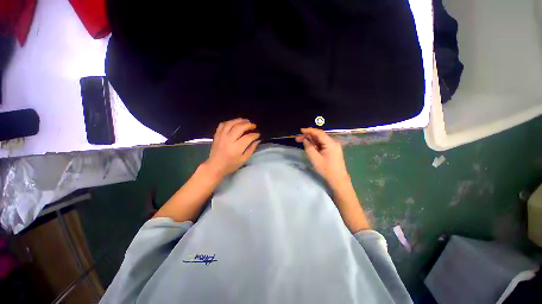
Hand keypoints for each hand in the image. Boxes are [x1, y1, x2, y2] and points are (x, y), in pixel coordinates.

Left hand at [203, 118, 260, 179]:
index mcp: (236, 148)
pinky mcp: (216, 135)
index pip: (248, 137)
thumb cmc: (231, 165)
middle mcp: (228, 140)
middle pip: (239, 127)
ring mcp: (221, 136)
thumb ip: (251, 149)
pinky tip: (234, 123)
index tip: (258, 134)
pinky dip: (229, 122)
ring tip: (246, 121)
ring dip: (239, 120)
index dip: (254, 135)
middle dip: (248, 125)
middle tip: (253, 126)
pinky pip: (222, 124)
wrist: (215, 166)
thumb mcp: (243, 160)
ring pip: (231, 124)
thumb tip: (257, 140)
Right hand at [295, 128, 348, 185]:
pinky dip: (315, 144)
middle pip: (319, 136)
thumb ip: (309, 147)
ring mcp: (333, 146)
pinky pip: (322, 144)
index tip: (300, 130)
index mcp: (330, 143)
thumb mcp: (315, 159)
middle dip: (308, 136)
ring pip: (320, 140)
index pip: (319, 133)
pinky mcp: (332, 150)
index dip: (309, 130)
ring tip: (301, 142)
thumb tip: (305, 140)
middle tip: (297, 139)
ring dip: (311, 140)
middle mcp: (333, 142)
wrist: (338, 180)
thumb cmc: (326, 170)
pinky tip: (309, 146)